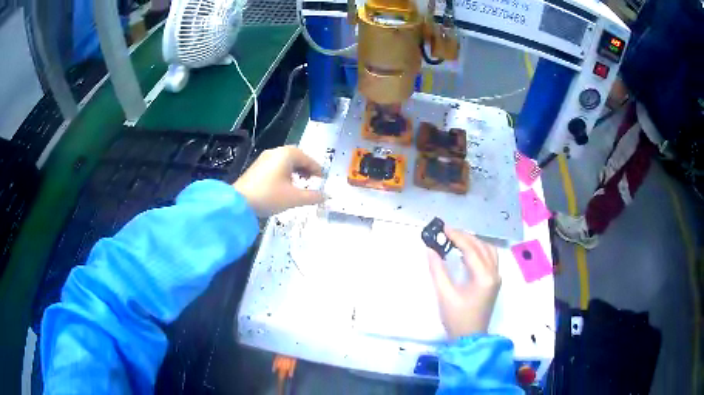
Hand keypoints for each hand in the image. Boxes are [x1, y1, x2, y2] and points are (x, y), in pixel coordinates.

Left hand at [234, 146, 323, 216]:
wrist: (239, 202)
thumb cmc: (269, 196)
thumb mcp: (294, 198)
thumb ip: (313, 196)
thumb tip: (326, 196)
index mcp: (287, 154)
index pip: (308, 159)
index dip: (317, 170)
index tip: (322, 181)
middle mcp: (276, 152)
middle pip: (296, 157)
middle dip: (306, 168)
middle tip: (313, 181)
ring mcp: (264, 158)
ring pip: (285, 161)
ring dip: (295, 171)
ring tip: (300, 184)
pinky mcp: (257, 167)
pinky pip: (276, 166)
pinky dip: (284, 173)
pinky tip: (285, 186)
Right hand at [427, 226, 500, 338]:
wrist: (469, 338)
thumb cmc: (457, 318)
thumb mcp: (445, 295)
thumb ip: (437, 270)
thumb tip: (430, 250)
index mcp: (484, 277)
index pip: (471, 249)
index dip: (457, 237)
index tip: (443, 228)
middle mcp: (494, 274)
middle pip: (482, 247)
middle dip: (465, 237)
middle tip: (447, 232)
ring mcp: (496, 278)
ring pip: (489, 251)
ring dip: (474, 242)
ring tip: (458, 239)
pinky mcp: (494, 282)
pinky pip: (490, 258)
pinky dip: (480, 250)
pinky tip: (468, 252)